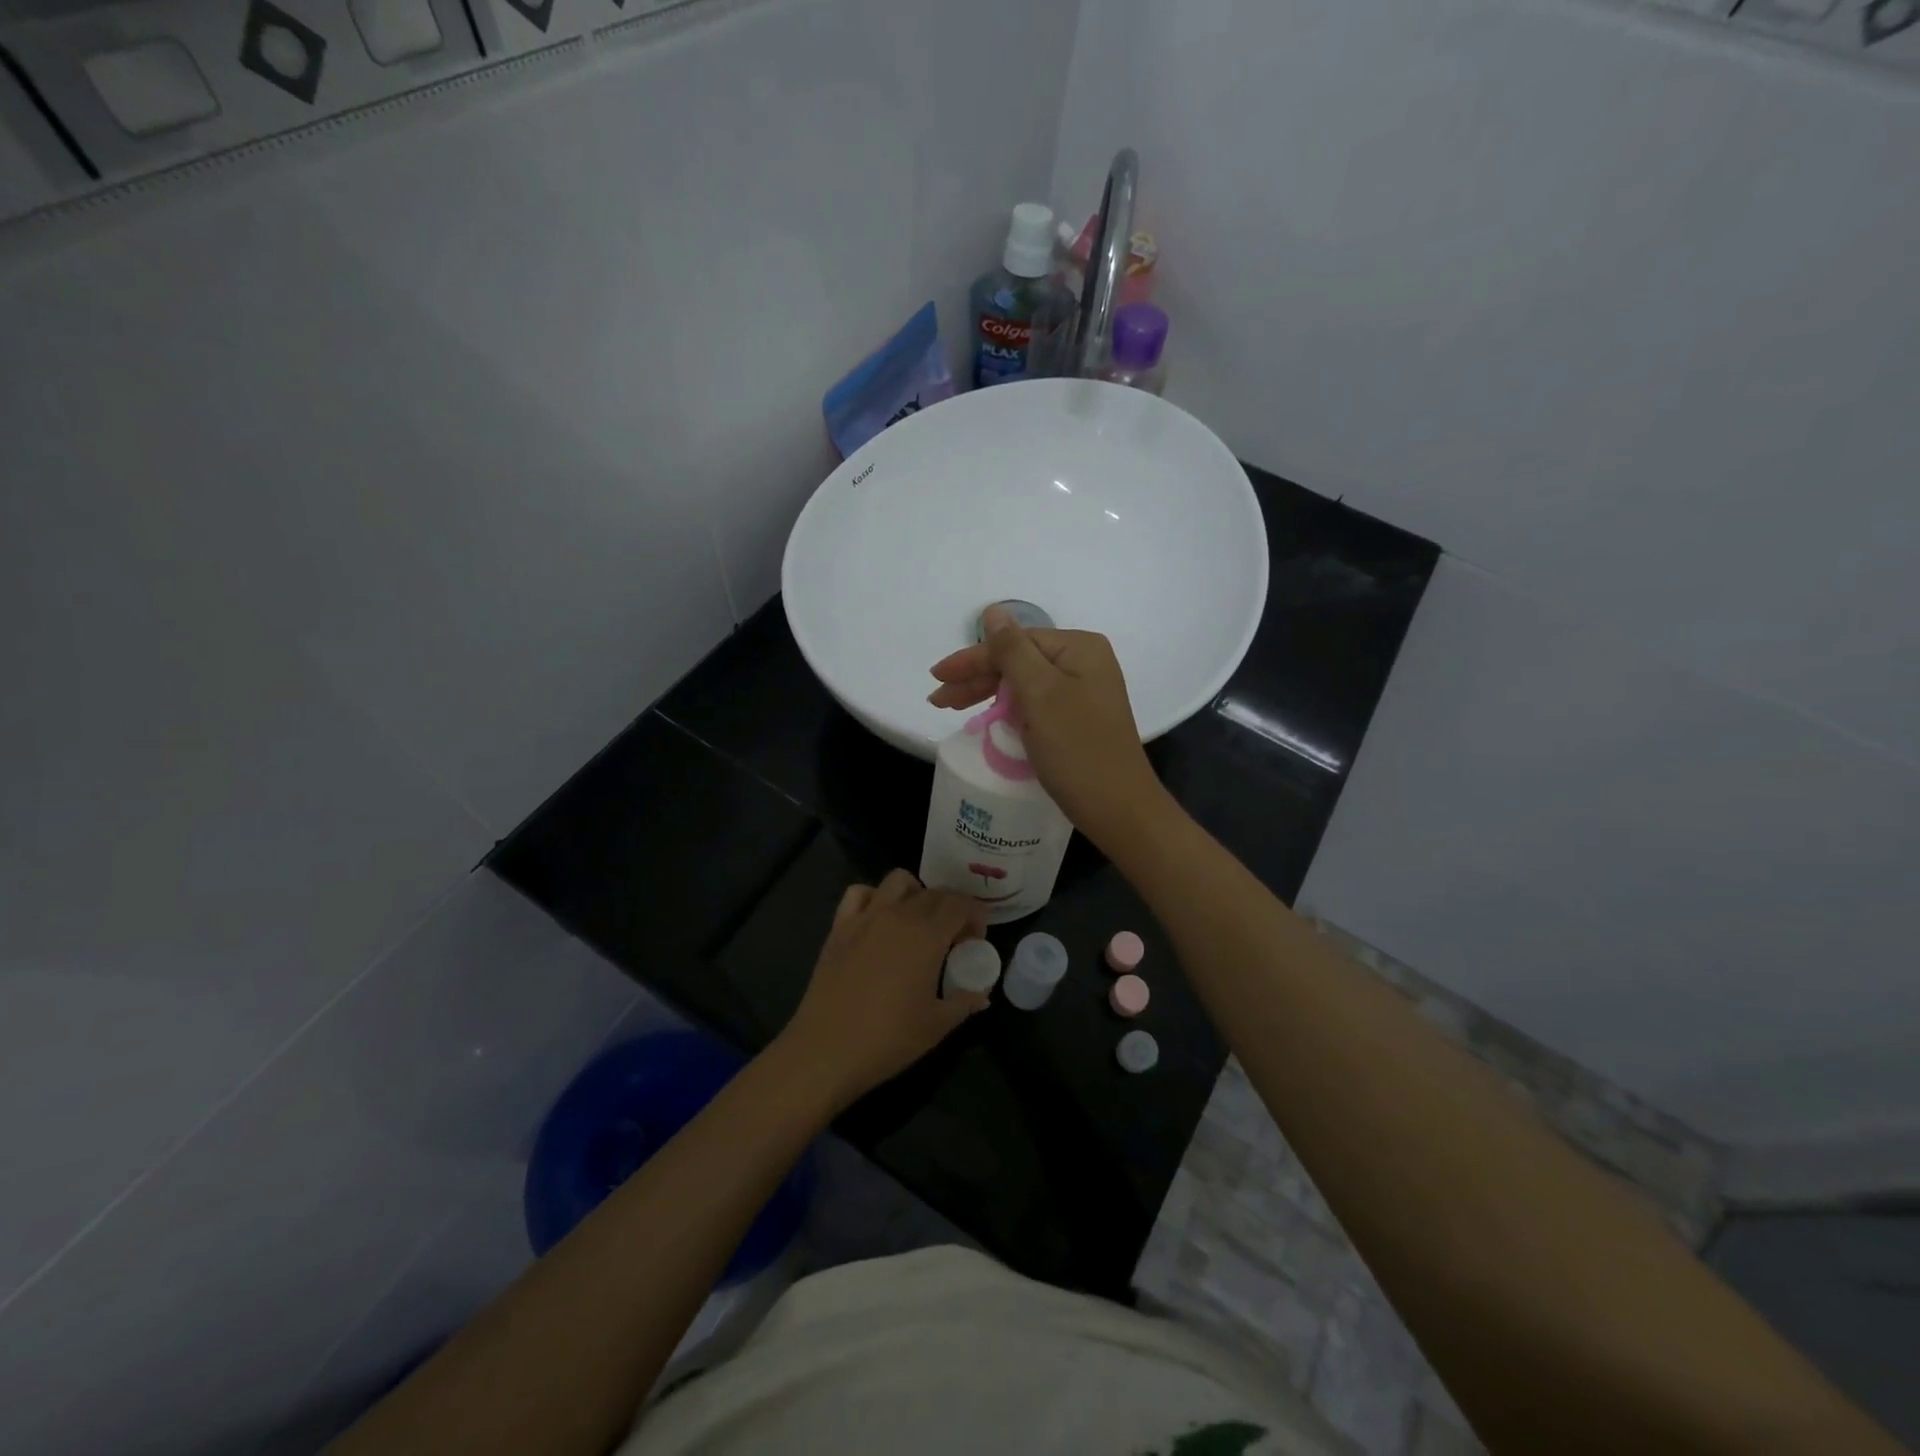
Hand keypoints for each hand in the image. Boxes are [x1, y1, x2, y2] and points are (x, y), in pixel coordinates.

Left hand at [777, 870, 987, 1109]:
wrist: (826, 1050)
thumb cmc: (889, 1038)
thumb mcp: (937, 1025)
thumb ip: (965, 1002)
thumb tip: (982, 993)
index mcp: (927, 935)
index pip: (960, 905)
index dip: (975, 915)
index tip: (976, 938)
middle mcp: (898, 915)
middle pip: (933, 893)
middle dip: (951, 908)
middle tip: (954, 938)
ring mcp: (865, 917)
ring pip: (898, 881)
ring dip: (916, 893)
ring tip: (918, 922)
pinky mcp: (839, 927)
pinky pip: (859, 893)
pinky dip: (874, 897)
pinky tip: (878, 921)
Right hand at [928, 608, 1166, 849]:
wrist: (1118, 809)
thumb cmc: (1077, 748)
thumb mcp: (1040, 695)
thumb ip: (1012, 651)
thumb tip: (992, 610)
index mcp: (1079, 648)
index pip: (1014, 642)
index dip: (973, 659)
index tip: (937, 677)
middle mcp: (1084, 663)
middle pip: (1019, 660)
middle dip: (977, 677)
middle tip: (939, 699)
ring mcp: (1084, 692)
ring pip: (1024, 683)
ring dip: (988, 693)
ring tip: (952, 707)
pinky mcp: (1079, 718)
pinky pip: (1036, 703)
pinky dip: (1009, 709)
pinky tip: (988, 717)